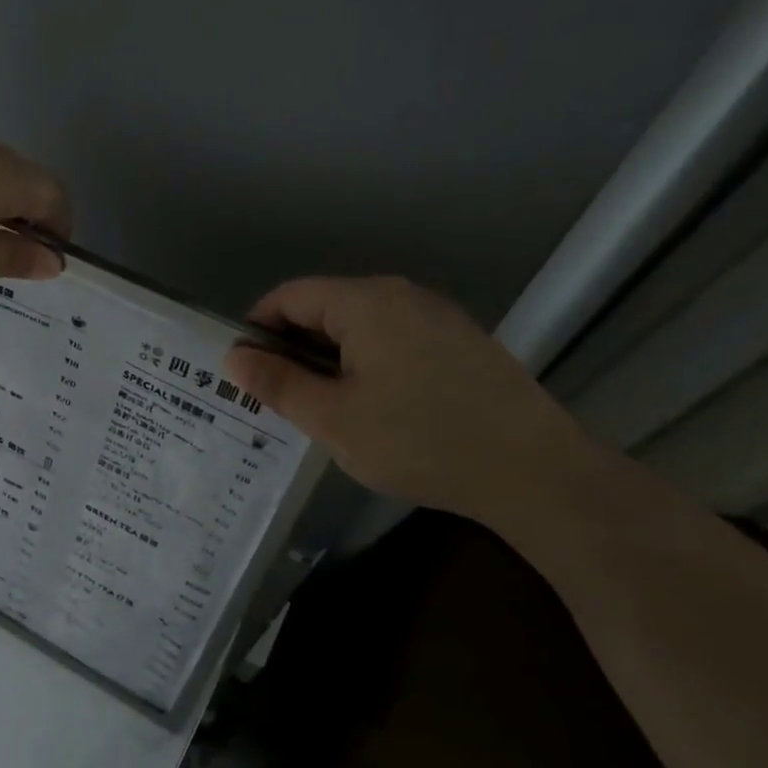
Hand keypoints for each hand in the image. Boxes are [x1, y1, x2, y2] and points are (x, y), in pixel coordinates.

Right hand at [222, 276, 598, 525]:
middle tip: (276, 398)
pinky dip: (365, 363)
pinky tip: (371, 407)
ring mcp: (437, 317)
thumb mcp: (333, 418)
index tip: (243, 372)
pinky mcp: (460, 343)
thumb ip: (278, 384)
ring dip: (328, 358)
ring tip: (319, 407)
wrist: (533, 471)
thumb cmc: (419, 440)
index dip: (256, 328)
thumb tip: (234, 358)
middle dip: (291, 347)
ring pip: (359, 326)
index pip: (290, 296)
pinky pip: (393, 340)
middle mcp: (402, 295)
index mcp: (366, 302)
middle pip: (325, 307)